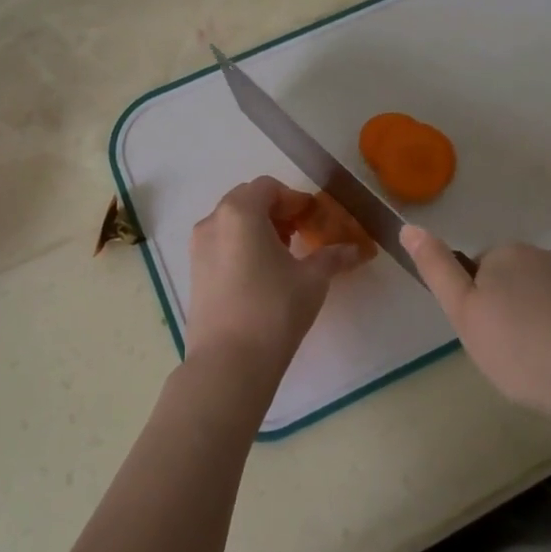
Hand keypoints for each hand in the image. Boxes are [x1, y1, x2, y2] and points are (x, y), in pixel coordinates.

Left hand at [186, 178, 362, 394]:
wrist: (228, 364)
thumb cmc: (274, 310)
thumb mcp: (312, 279)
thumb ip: (333, 257)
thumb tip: (356, 250)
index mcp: (240, 212)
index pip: (269, 187)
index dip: (295, 199)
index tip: (313, 219)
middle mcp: (213, 221)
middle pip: (247, 199)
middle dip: (275, 211)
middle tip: (300, 233)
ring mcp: (198, 247)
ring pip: (231, 222)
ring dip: (257, 228)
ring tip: (282, 255)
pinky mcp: (193, 272)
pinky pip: (221, 243)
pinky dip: (241, 245)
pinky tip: (261, 274)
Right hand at [402, 227, 550, 429]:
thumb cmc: (522, 346)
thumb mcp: (465, 312)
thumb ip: (437, 270)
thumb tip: (409, 226)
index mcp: (505, 253)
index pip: (474, 273)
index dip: (473, 308)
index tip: (484, 339)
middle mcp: (540, 256)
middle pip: (505, 285)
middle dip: (501, 317)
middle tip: (505, 357)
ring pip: (533, 304)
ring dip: (529, 331)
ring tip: (535, 369)